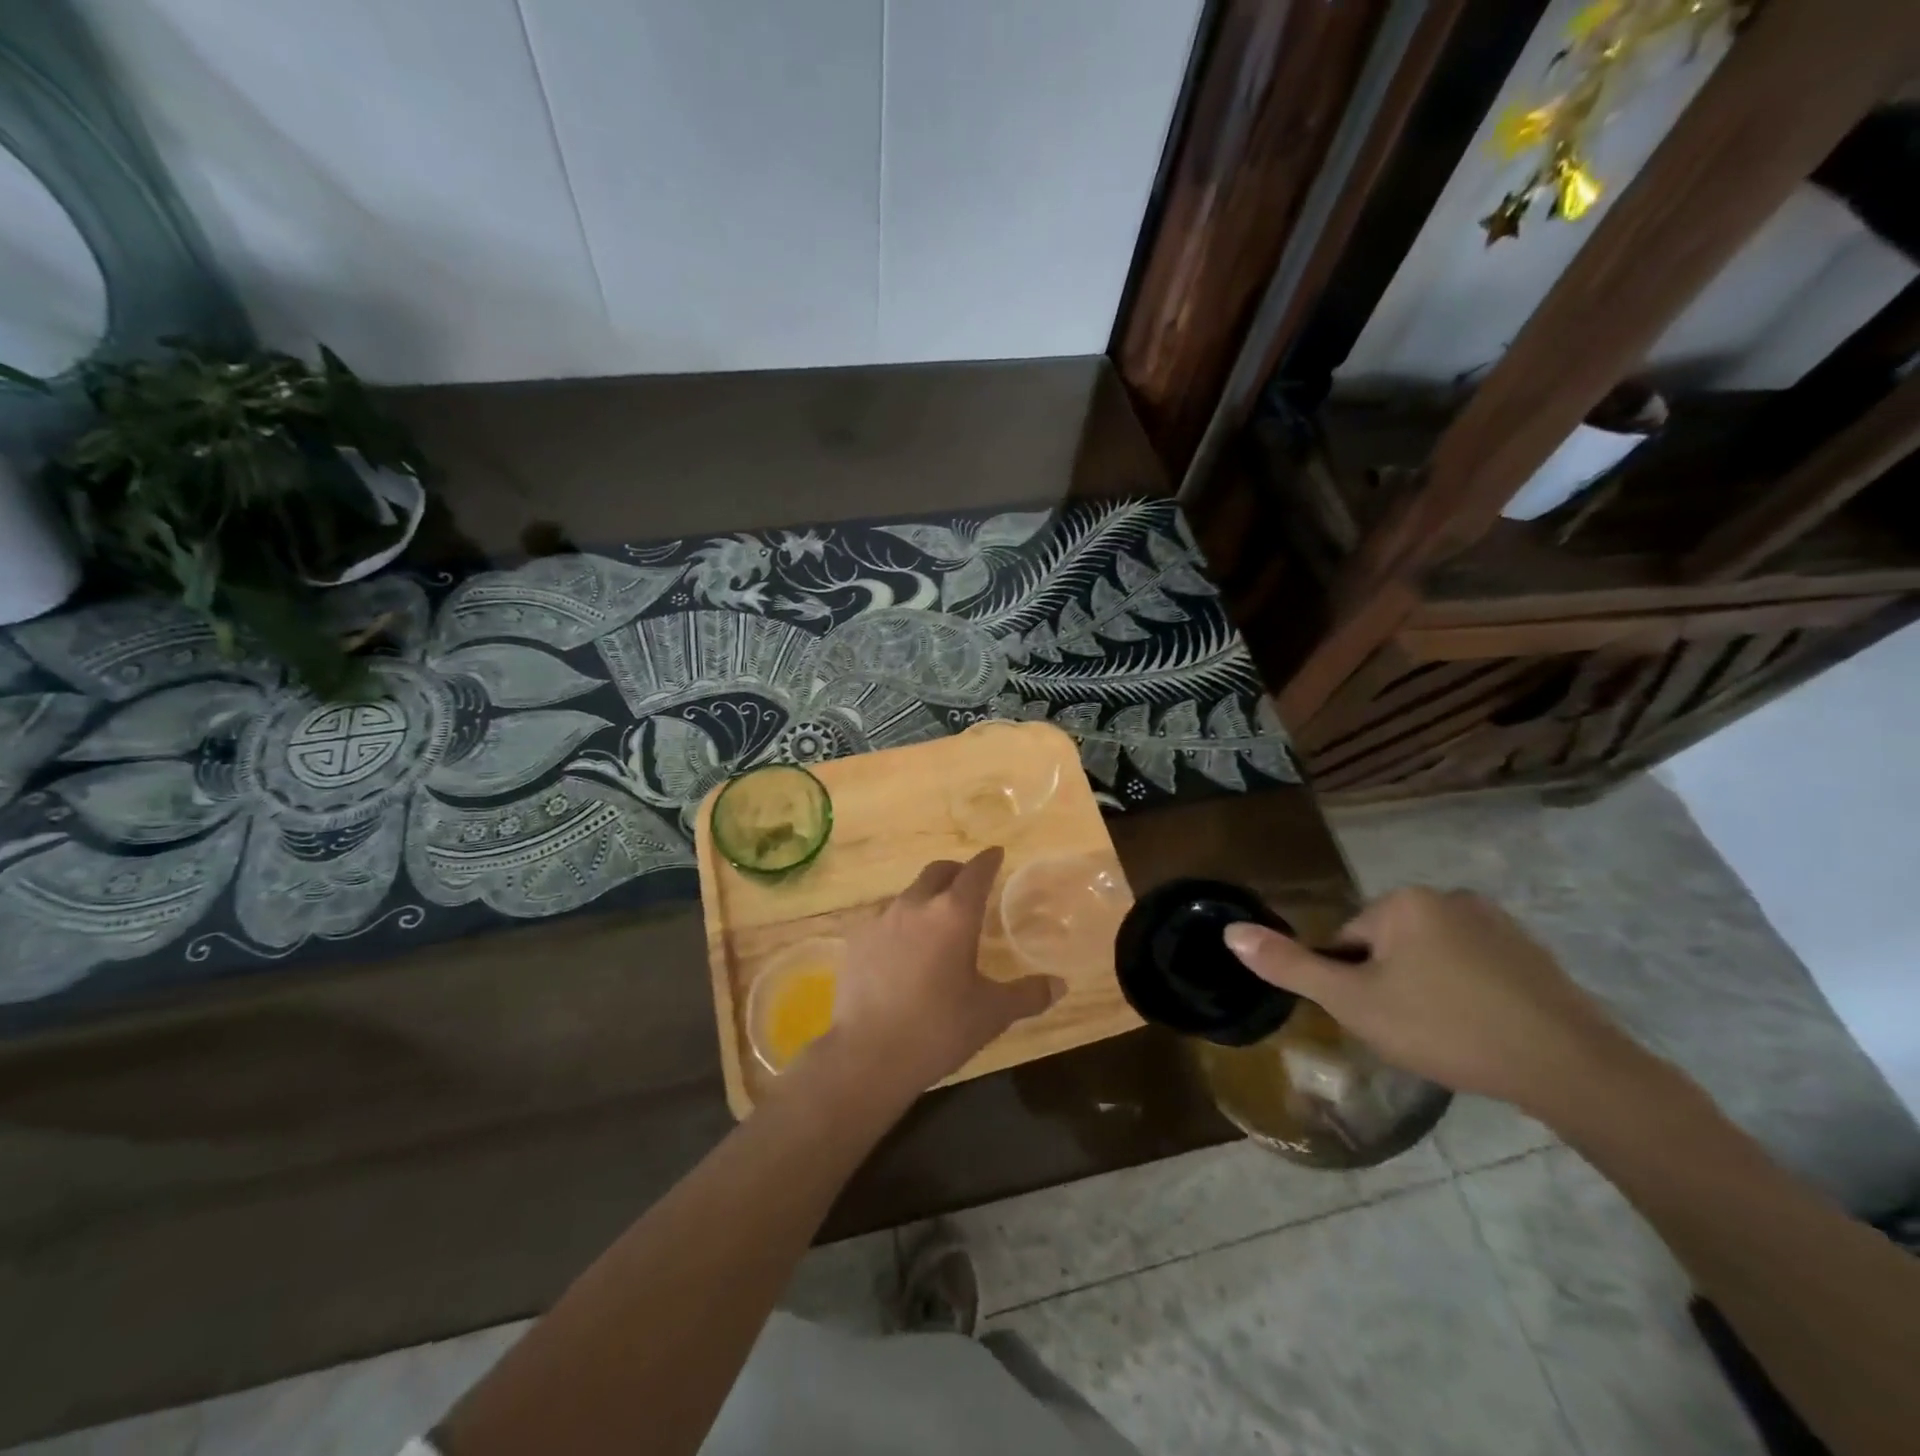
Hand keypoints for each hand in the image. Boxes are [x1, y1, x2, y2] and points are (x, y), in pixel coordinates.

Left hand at [820, 848, 1063, 1101]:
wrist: (867, 1055)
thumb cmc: (938, 1029)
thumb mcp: (991, 1014)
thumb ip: (1027, 995)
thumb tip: (1059, 985)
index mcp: (953, 915)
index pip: (975, 872)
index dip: (988, 860)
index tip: (996, 854)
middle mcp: (916, 905)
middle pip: (938, 871)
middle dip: (956, 872)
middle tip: (969, 885)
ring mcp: (881, 920)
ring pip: (910, 894)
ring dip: (928, 898)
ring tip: (938, 923)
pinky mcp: (857, 940)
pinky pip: (885, 919)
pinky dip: (902, 924)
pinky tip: (904, 951)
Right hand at [1223, 886, 1635, 1114]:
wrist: (1570, 1067)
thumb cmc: (1446, 1028)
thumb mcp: (1354, 1003)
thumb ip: (1290, 966)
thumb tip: (1229, 932)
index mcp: (1402, 902)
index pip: (1348, 939)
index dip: (1352, 984)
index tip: (1376, 1020)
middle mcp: (1447, 896)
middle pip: (1388, 945)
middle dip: (1389, 984)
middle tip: (1410, 1032)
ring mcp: (1496, 920)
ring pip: (1431, 956)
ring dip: (1427, 988)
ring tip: (1447, 1037)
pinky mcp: (1531, 951)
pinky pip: (1474, 966)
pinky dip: (1467, 992)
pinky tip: (1482, 1030)